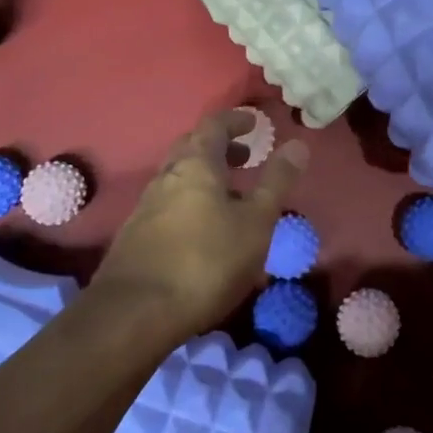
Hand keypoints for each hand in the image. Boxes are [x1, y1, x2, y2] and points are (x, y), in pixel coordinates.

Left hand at [93, 109, 308, 340]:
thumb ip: (276, 182)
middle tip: (244, 156)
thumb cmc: (206, 261)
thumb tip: (297, 144)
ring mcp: (146, 206)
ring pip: (178, 178)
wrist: (135, 313)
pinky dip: (190, 203)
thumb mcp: (256, 223)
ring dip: (205, 177)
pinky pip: (168, 205)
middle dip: (219, 147)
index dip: (235, 119)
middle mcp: (166, 177)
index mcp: (196, 164)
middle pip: (191, 147)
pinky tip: (203, 231)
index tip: (254, 122)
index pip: (214, 125)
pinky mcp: (136, 236)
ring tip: (230, 198)